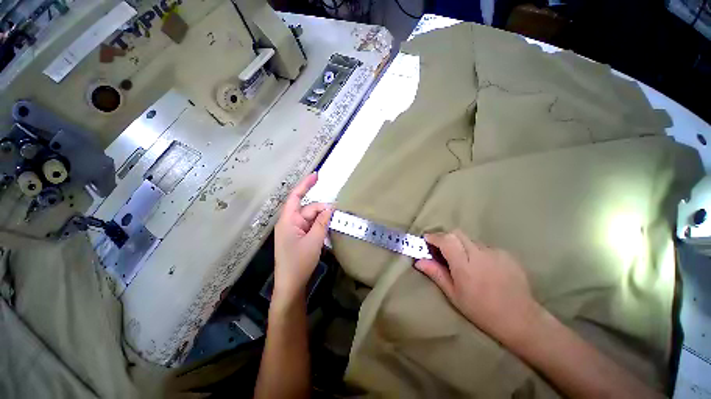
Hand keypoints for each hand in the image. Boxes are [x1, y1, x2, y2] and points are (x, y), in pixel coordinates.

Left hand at [274, 172, 333, 301]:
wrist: (291, 285)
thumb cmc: (299, 262)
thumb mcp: (314, 240)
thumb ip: (322, 222)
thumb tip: (330, 207)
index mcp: (288, 220)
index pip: (296, 197)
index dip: (305, 184)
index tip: (316, 175)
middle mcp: (290, 222)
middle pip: (308, 209)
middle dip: (322, 210)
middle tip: (338, 213)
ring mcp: (295, 230)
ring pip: (312, 218)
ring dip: (322, 219)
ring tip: (335, 222)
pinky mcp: (299, 237)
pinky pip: (311, 226)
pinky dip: (320, 226)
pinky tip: (328, 229)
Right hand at [415, 230, 542, 343]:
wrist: (521, 319)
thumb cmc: (482, 311)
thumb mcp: (454, 295)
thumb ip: (436, 274)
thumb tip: (418, 261)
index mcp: (465, 266)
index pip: (446, 240)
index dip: (434, 237)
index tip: (426, 240)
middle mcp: (480, 254)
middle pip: (457, 233)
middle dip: (446, 237)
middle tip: (442, 250)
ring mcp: (495, 252)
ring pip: (471, 240)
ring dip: (462, 246)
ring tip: (465, 262)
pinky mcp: (506, 254)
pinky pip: (484, 246)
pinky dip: (477, 252)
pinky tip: (482, 267)